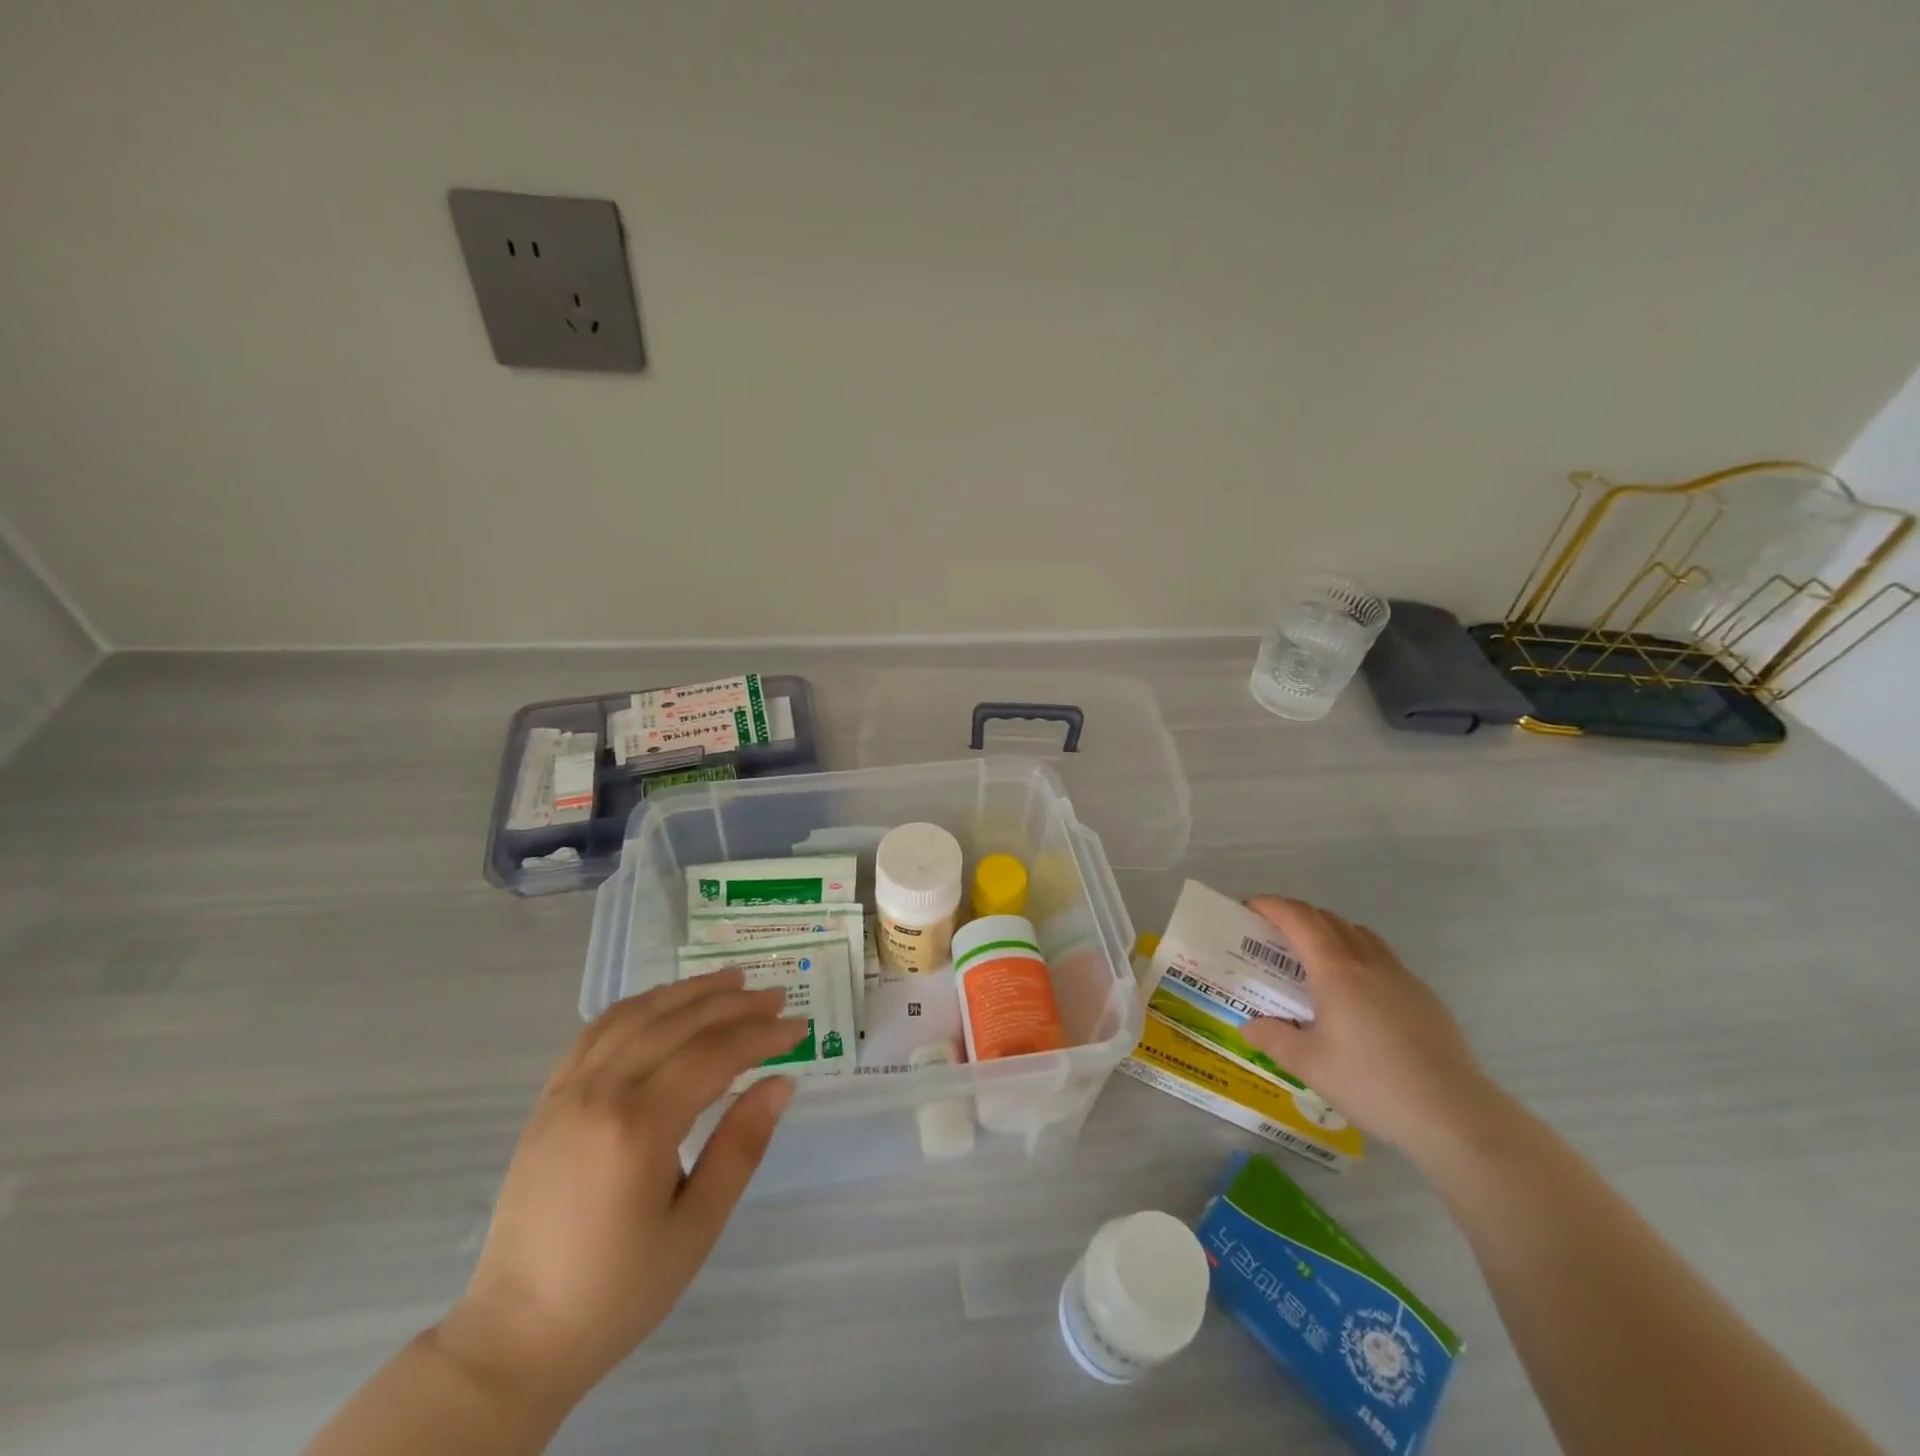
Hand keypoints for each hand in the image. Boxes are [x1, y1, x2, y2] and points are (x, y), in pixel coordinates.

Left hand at [433, 970, 803, 1411]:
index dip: (762, 1034)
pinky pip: (598, 1031)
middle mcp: (600, 1092)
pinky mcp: (548, 1099)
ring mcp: (568, 1091)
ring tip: (731, 980)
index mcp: (638, 1127)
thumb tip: (781, 1082)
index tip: (799, 1026)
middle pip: (679, 1023)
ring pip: (638, 1015)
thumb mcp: (696, 1228)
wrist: (516, 1335)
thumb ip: (741, 1146)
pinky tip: (665, 1003)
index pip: (714, 1054)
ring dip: (689, 992)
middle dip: (734, 1004)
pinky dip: (640, 1006)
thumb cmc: (618, 1290)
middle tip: (777, 996)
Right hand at [1239, 897, 1497, 1154]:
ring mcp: (1402, 977)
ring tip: (1313, 963)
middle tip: (1273, 939)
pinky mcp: (1424, 997)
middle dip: (1296, 918)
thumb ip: (1272, 1038)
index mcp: (1336, 969)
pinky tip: (1355, 998)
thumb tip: (1248, 1025)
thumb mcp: (1308, 1065)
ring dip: (1330, 934)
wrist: (1455, 1116)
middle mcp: (1368, 961)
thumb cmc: (1372, 1083)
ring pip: (1359, 935)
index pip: (1298, 918)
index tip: (1249, 909)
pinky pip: (1382, 959)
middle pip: (1328, 920)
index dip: (1271, 906)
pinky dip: (1357, 958)